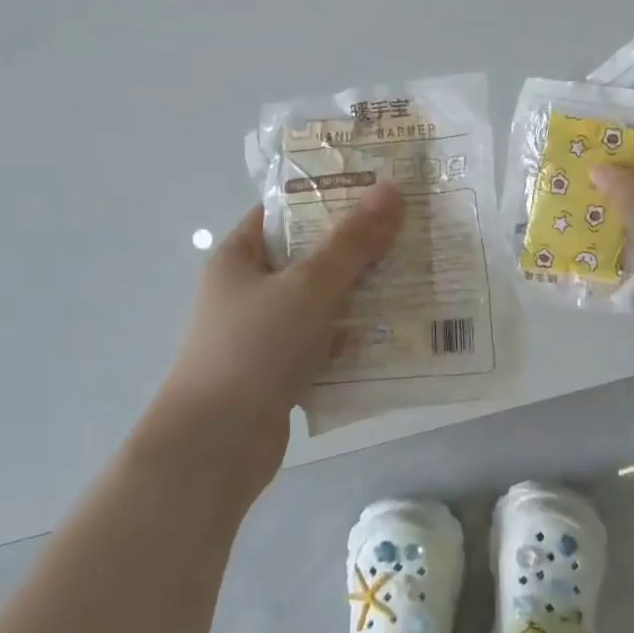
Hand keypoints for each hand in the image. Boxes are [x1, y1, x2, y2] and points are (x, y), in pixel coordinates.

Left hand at [156, 182, 404, 491]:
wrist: (217, 444)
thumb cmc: (255, 348)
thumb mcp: (309, 285)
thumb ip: (352, 241)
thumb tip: (391, 188)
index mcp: (239, 258)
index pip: (285, 213)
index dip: (328, 198)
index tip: (378, 193)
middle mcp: (249, 291)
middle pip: (310, 258)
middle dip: (358, 251)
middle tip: (411, 235)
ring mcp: (265, 334)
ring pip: (322, 304)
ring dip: (362, 298)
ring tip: (417, 281)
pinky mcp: (281, 371)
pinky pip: (325, 344)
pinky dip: (354, 340)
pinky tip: (397, 335)